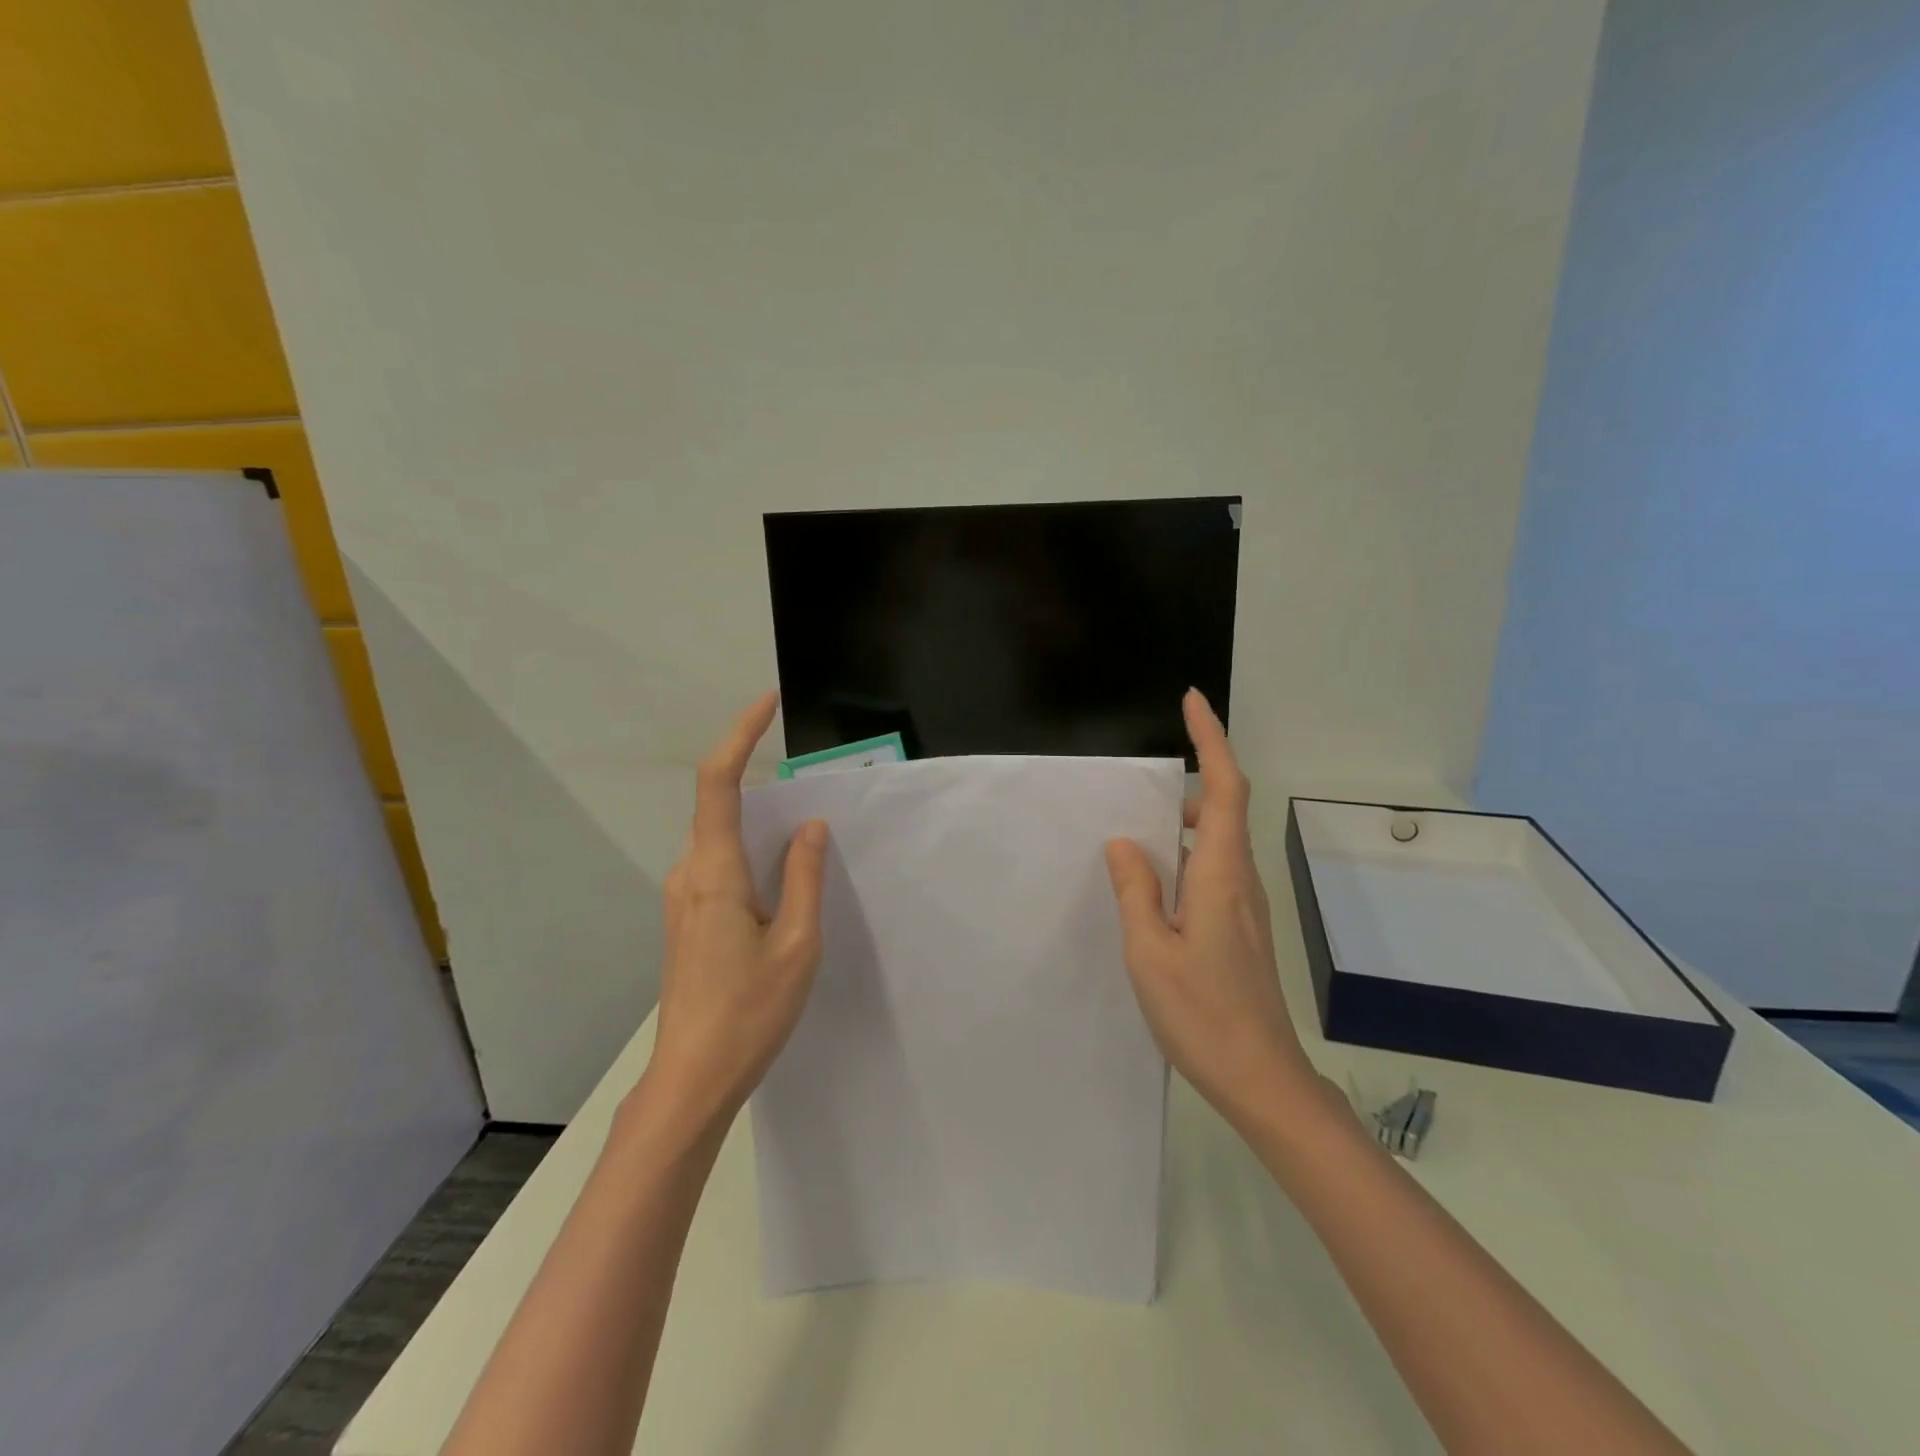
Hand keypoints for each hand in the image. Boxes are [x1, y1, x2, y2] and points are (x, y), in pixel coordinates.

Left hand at [642, 692, 828, 1138]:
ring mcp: (682, 898)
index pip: (718, 783)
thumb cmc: (749, 1012)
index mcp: (715, 873)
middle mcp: (689, 874)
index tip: (767, 705)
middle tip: (813, 787)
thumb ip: (804, 877)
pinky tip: (783, 878)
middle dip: (761, 782)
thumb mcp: (797, 943)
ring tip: (807, 837)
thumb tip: (810, 826)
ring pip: (721, 838)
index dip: (740, 735)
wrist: (692, 1078)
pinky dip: (752, 853)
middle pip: (720, 806)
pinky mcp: (687, 918)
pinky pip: (720, 864)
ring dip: (759, 823)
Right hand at [1105, 689, 1315, 1131]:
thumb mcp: (1150, 952)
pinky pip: (1215, 868)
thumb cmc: (1202, 1014)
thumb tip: (1124, 843)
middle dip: (1191, 778)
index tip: (1193, 701)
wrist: (1262, 1079)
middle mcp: (1241, 879)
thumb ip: (1136, 891)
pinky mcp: (1241, 926)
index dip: (1211, 740)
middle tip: (1138, 786)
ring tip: (1136, 832)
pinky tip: (1154, 881)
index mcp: (1220, 875)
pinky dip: (1186, 853)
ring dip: (1184, 821)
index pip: (1224, 788)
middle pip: (1224, 808)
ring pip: (1218, 840)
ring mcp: (1246, 905)